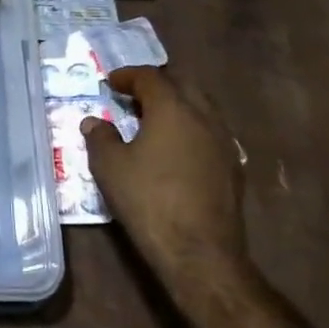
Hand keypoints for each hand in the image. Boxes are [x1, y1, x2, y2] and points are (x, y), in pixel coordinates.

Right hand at [81, 65, 247, 285]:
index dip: (128, 75)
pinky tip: (176, 149)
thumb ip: (100, 137)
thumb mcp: (110, 167)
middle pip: (183, 85)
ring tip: (154, 121)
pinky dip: (190, 129)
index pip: (150, 77)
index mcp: (173, 109)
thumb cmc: (148, 200)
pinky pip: (210, 133)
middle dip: (157, 85)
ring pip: (202, 108)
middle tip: (134, 96)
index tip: (110, 82)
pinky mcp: (233, 169)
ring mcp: (224, 143)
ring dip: (177, 106)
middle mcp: (204, 117)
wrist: (199, 252)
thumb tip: (94, 122)